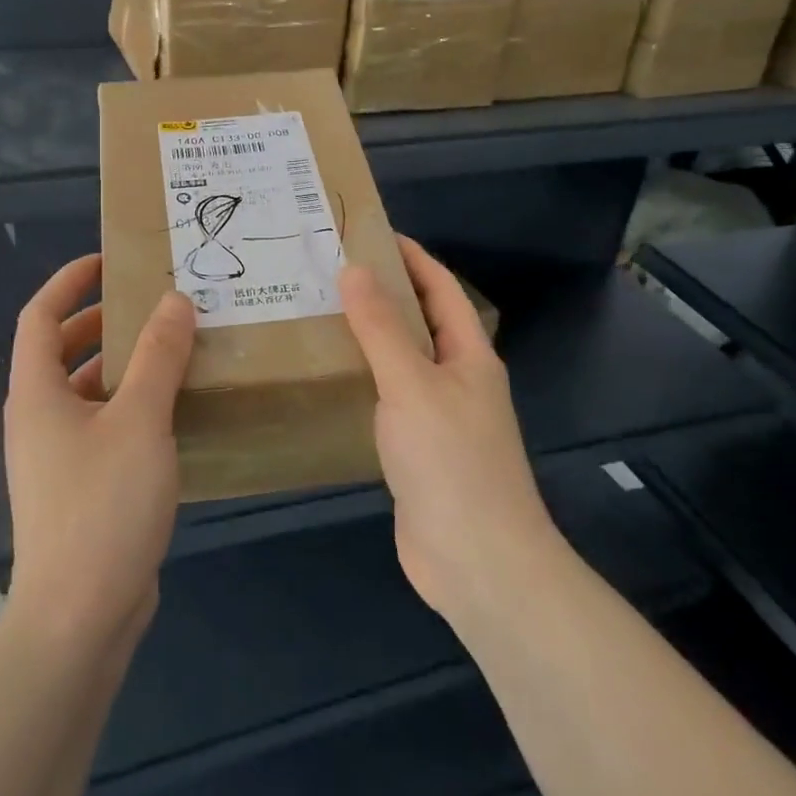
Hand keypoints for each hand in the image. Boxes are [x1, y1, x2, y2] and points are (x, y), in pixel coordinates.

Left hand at [2, 254, 194, 651]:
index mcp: (37, 393)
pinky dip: (132, 408)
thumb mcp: (139, 421)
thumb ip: (159, 357)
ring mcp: (57, 458)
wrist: (78, 617)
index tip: (107, 263)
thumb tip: (175, 301)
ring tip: (174, 353)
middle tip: (153, 307)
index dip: (68, 283)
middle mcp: (38, 419)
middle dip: (103, 323)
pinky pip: (104, 428)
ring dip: (124, 368)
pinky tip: (175, 413)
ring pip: (88, 393)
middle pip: (63, 352)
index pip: (40, 316)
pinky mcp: (79, 489)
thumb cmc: (102, 505)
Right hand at [339, 236, 560, 631]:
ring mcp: (437, 417)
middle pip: (419, 321)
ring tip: (317, 314)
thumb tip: (355, 268)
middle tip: (328, 271)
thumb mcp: (411, 384)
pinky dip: (361, 380)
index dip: (411, 256)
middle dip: (382, 293)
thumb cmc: (450, 460)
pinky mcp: (416, 450)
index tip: (368, 233)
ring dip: (368, 337)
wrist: (477, 562)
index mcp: (468, 355)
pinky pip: (386, 399)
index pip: (440, 288)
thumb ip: (381, 327)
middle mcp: (456, 379)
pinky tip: (327, 377)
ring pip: (400, 361)